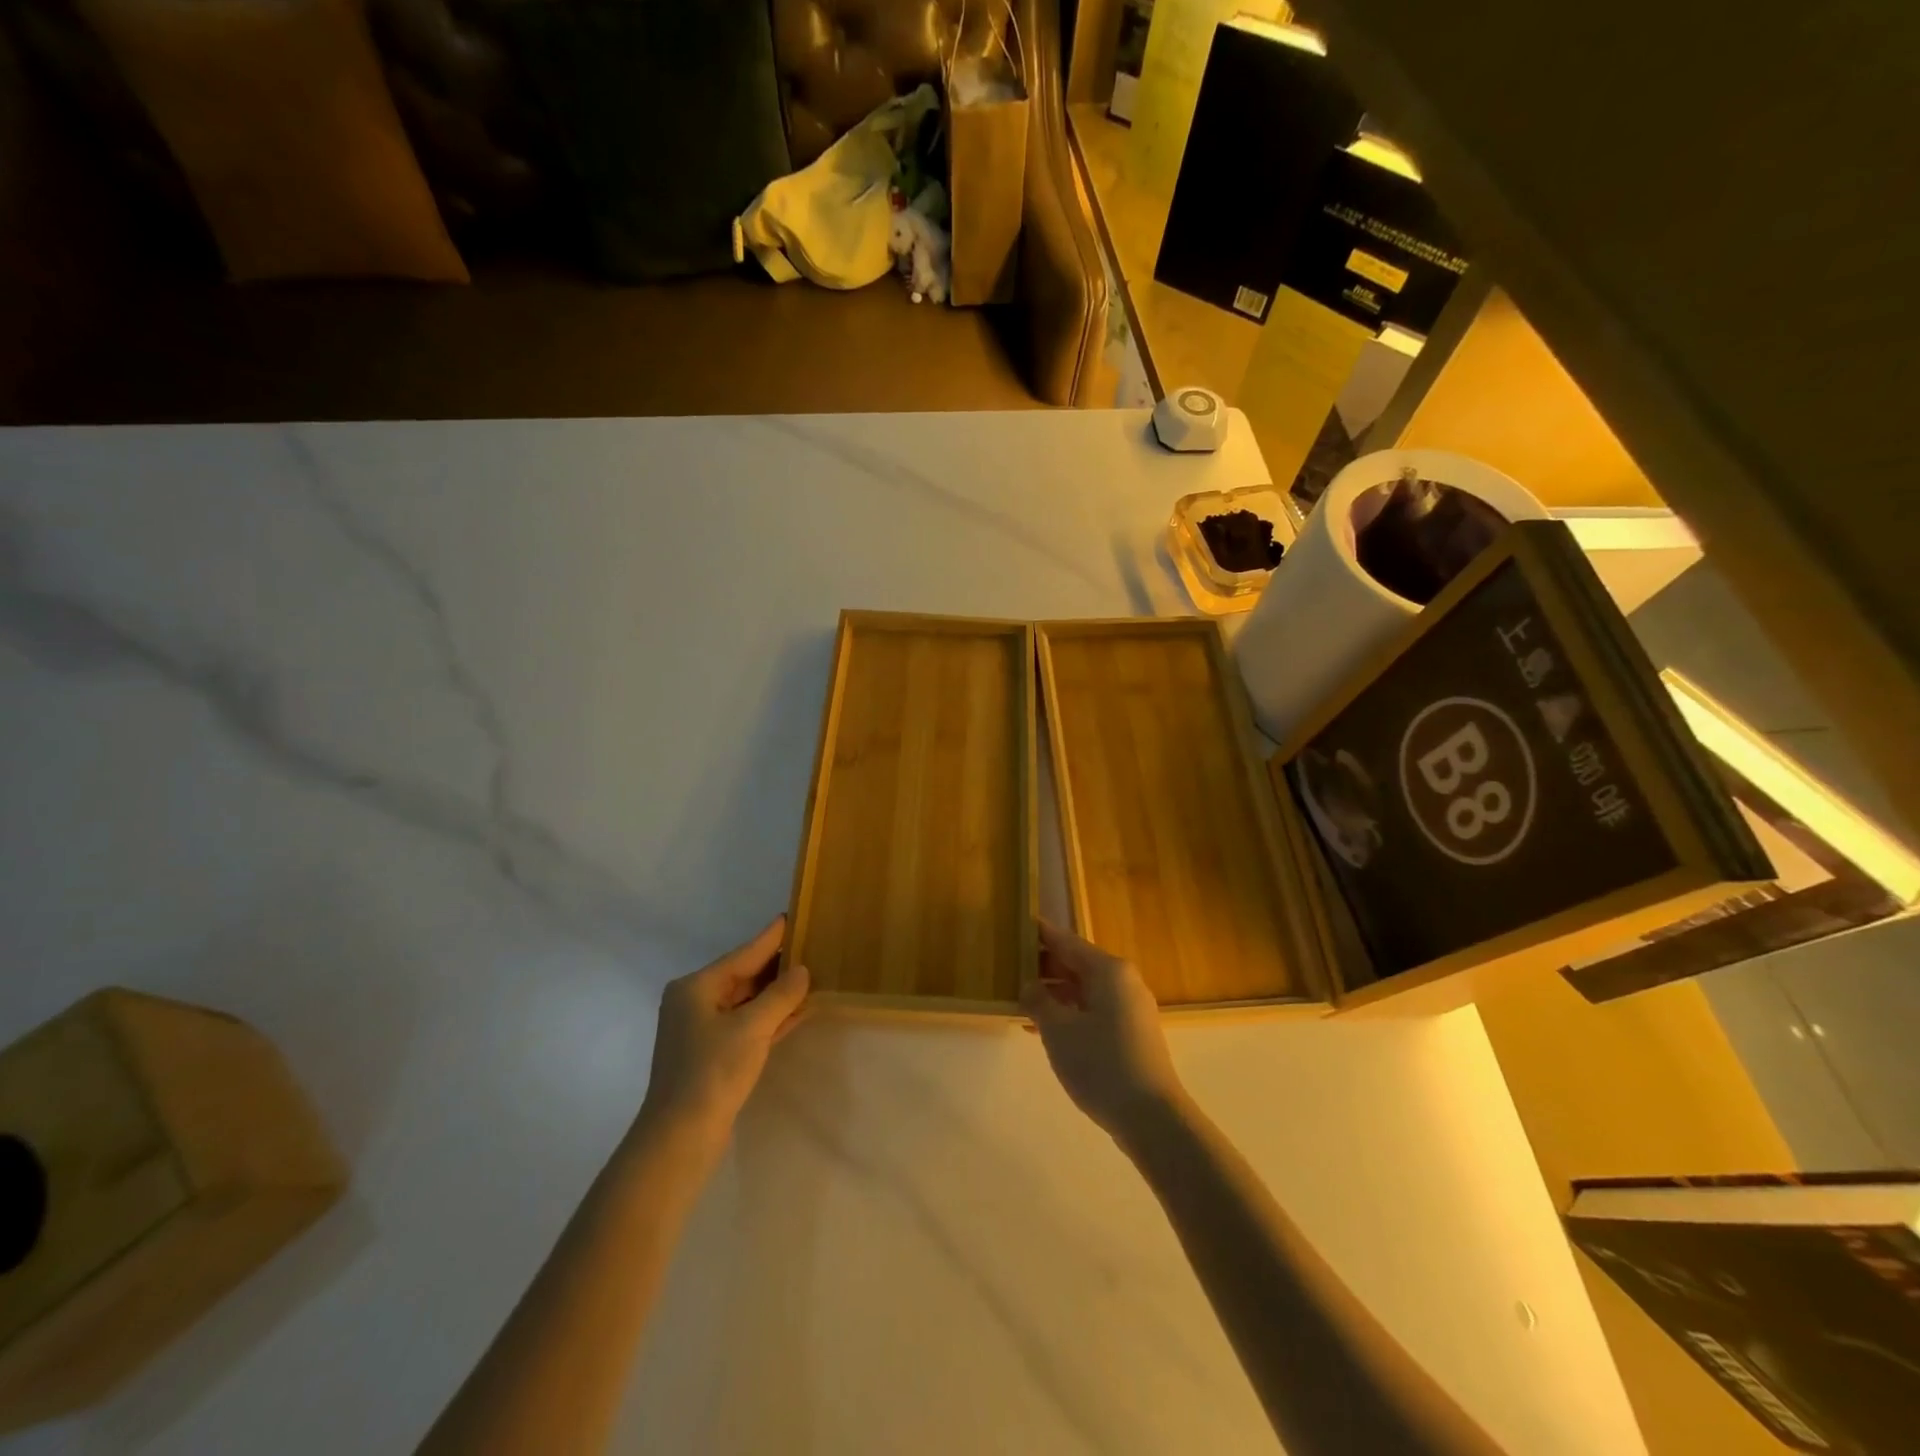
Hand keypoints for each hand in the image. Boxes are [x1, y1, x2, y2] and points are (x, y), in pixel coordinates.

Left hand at [637, 916, 809, 1146]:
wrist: (680, 1137)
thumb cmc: (712, 1072)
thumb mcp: (752, 1028)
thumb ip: (780, 995)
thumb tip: (802, 970)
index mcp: (696, 987)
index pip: (743, 954)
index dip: (771, 937)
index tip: (791, 916)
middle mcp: (695, 1002)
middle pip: (744, 975)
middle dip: (777, 965)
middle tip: (811, 945)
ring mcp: (702, 1030)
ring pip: (747, 1001)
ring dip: (777, 993)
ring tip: (811, 974)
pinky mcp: (713, 1055)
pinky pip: (747, 1024)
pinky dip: (771, 1017)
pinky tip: (798, 1011)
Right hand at [1021, 920, 1184, 1142]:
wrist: (1152, 1118)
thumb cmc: (1101, 1064)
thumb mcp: (1058, 1030)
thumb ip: (1038, 1000)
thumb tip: (1029, 985)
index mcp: (1108, 970)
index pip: (1066, 941)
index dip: (1040, 934)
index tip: (1017, 925)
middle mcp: (1123, 982)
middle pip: (1077, 964)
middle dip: (1043, 966)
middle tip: (1009, 967)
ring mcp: (1130, 1009)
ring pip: (1084, 990)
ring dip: (1053, 993)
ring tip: (1019, 999)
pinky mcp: (1131, 1034)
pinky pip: (1093, 1010)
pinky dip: (1068, 1013)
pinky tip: (1043, 1028)